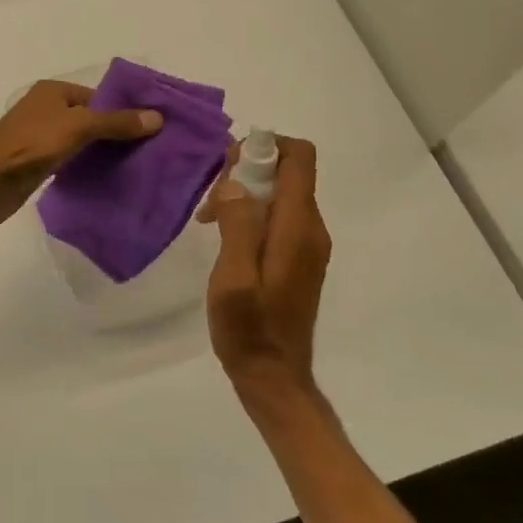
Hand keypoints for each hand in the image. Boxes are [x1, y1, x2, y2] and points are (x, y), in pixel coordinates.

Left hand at [0, 80, 162, 230]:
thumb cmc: (31, 145)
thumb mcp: (78, 127)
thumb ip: (116, 122)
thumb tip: (157, 117)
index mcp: (53, 92)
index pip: (98, 97)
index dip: (123, 111)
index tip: (152, 129)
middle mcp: (46, 110)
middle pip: (90, 119)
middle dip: (116, 134)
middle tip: (151, 151)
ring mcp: (40, 139)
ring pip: (81, 142)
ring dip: (102, 153)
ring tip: (137, 167)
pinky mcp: (37, 165)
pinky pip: (70, 162)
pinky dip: (87, 168)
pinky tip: (109, 181)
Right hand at [201, 136, 331, 414]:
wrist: (273, 376)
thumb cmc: (248, 328)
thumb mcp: (233, 277)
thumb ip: (237, 225)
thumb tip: (235, 182)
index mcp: (298, 227)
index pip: (300, 158)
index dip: (266, 146)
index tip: (229, 165)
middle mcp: (311, 229)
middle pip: (289, 172)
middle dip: (248, 171)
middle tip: (211, 199)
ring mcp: (308, 245)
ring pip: (281, 194)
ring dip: (246, 194)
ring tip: (210, 219)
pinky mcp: (299, 258)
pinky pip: (279, 217)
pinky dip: (252, 213)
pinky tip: (225, 237)